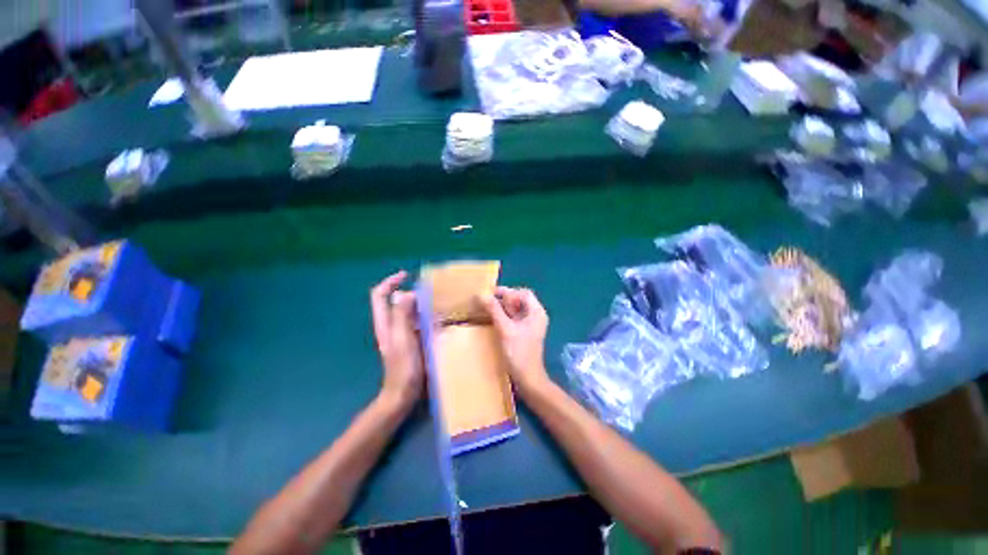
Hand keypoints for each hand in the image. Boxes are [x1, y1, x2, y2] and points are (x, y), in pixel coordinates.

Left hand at [371, 272, 424, 409]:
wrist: (403, 394)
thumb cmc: (403, 367)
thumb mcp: (402, 339)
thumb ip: (402, 315)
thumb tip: (406, 293)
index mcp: (385, 323)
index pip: (380, 295)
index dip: (390, 282)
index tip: (407, 275)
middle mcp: (390, 325)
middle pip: (395, 301)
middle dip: (410, 291)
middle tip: (430, 291)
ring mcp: (400, 334)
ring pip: (407, 311)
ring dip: (420, 303)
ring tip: (437, 302)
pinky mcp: (410, 341)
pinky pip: (417, 322)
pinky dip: (425, 316)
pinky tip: (439, 319)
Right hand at [482, 287, 550, 393]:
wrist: (528, 378)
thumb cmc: (519, 352)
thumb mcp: (505, 329)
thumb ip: (494, 310)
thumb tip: (481, 294)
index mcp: (536, 312)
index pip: (523, 293)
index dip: (508, 291)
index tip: (490, 293)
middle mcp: (536, 315)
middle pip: (520, 300)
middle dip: (504, 299)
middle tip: (487, 301)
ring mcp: (531, 325)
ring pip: (516, 309)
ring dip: (503, 307)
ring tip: (487, 308)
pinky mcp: (525, 332)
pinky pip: (514, 318)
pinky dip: (505, 316)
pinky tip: (493, 318)